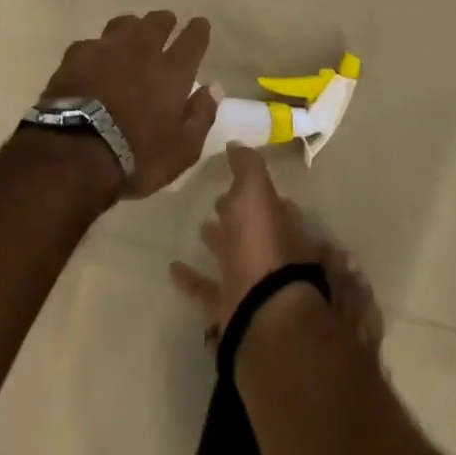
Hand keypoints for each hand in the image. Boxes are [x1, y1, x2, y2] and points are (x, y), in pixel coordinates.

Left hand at [38, 10, 220, 198]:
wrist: (75, 153)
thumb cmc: (136, 156)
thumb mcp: (182, 149)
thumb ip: (201, 115)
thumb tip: (214, 88)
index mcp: (173, 71)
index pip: (193, 38)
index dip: (199, 30)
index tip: (200, 25)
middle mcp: (142, 50)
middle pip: (158, 21)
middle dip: (166, 22)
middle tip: (167, 27)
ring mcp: (107, 48)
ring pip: (125, 23)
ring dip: (133, 27)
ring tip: (132, 36)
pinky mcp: (77, 55)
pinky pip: (93, 42)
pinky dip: (99, 48)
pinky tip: (95, 59)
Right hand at [169, 145, 322, 341]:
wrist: (260, 311)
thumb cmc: (261, 244)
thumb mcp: (256, 192)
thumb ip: (247, 166)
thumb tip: (237, 143)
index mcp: (282, 224)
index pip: (273, 202)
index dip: (255, 190)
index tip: (236, 179)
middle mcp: (272, 253)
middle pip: (254, 230)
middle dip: (239, 215)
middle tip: (219, 201)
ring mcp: (252, 282)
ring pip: (235, 257)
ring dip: (219, 242)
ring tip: (200, 227)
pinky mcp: (230, 307)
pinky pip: (208, 289)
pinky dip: (192, 279)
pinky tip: (173, 268)